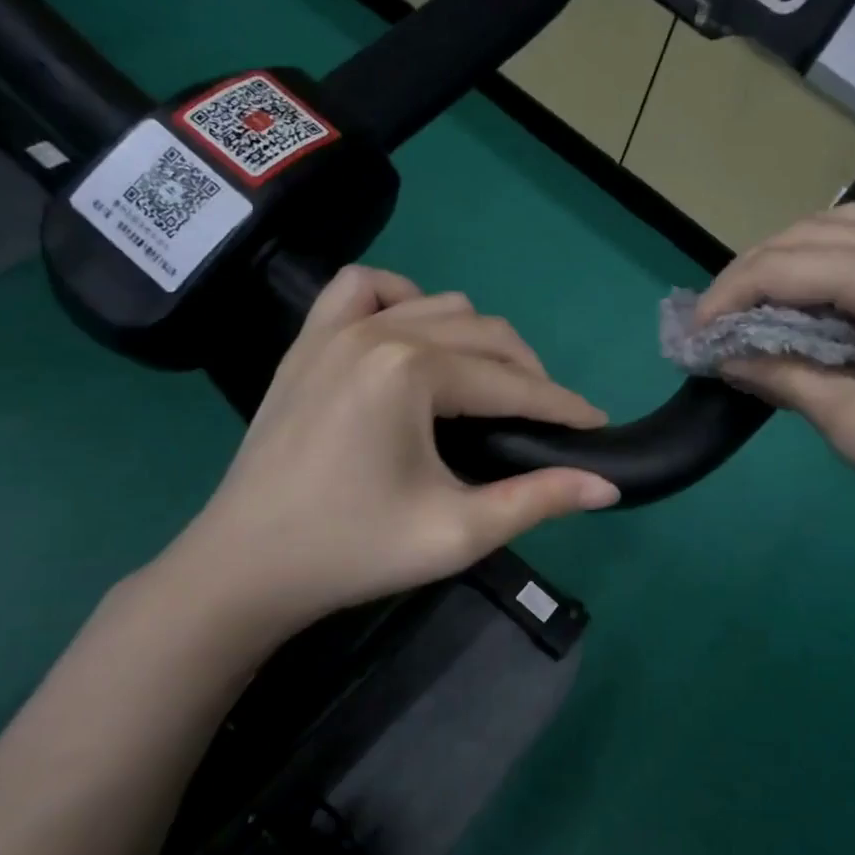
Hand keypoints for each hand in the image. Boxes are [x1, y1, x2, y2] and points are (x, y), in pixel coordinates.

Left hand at [153, 266, 618, 647]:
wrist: (245, 567)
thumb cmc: (354, 551)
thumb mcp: (457, 532)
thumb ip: (538, 500)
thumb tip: (609, 486)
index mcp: (412, 371)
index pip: (512, 382)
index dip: (562, 406)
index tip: (597, 424)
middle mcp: (378, 331)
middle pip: (485, 333)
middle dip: (528, 375)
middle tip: (546, 422)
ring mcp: (336, 329)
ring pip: (438, 304)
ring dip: (478, 340)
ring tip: (489, 389)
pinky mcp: (308, 340)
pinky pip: (364, 288)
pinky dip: (402, 299)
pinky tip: (413, 336)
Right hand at [697, 205, 854, 569]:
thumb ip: (785, 377)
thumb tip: (729, 358)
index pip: (782, 267)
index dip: (727, 297)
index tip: (690, 335)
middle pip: (811, 235)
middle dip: (753, 273)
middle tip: (716, 322)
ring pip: (847, 235)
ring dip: (793, 263)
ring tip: (758, 310)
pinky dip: (834, 272)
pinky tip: (818, 310)